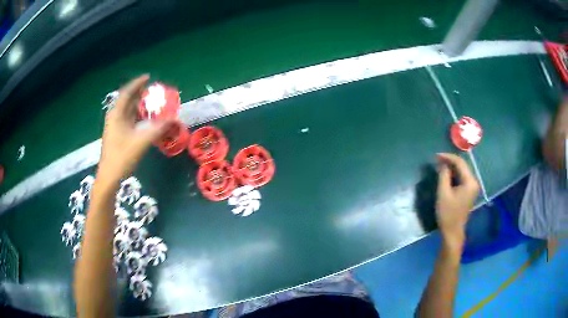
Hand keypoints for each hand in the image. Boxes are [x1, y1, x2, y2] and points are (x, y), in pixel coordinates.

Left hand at [98, 75, 173, 183]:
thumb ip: (158, 129)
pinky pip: (128, 120)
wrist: (109, 177)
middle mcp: (114, 117)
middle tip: (152, 91)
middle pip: (127, 100)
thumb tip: (175, 119)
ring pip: (127, 111)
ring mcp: (115, 127)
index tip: (148, 77)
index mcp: (117, 114)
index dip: (137, 83)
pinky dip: (137, 117)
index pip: (127, 93)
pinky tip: (145, 120)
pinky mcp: (117, 135)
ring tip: (151, 104)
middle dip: (139, 94)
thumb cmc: (122, 157)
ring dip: (139, 106)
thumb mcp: (142, 141)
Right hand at [435, 153, 479, 248]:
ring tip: (440, 165)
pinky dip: (454, 175)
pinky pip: (462, 178)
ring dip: (451, 168)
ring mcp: (472, 187)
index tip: (436, 156)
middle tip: (437, 159)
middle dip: (450, 161)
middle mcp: (474, 182)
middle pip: (462, 166)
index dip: (448, 157)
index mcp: (470, 182)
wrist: (452, 232)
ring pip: (462, 171)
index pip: (460, 163)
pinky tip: (446, 175)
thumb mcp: (443, 193)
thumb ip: (443, 175)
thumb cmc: (448, 214)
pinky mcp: (469, 192)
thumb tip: (442, 163)